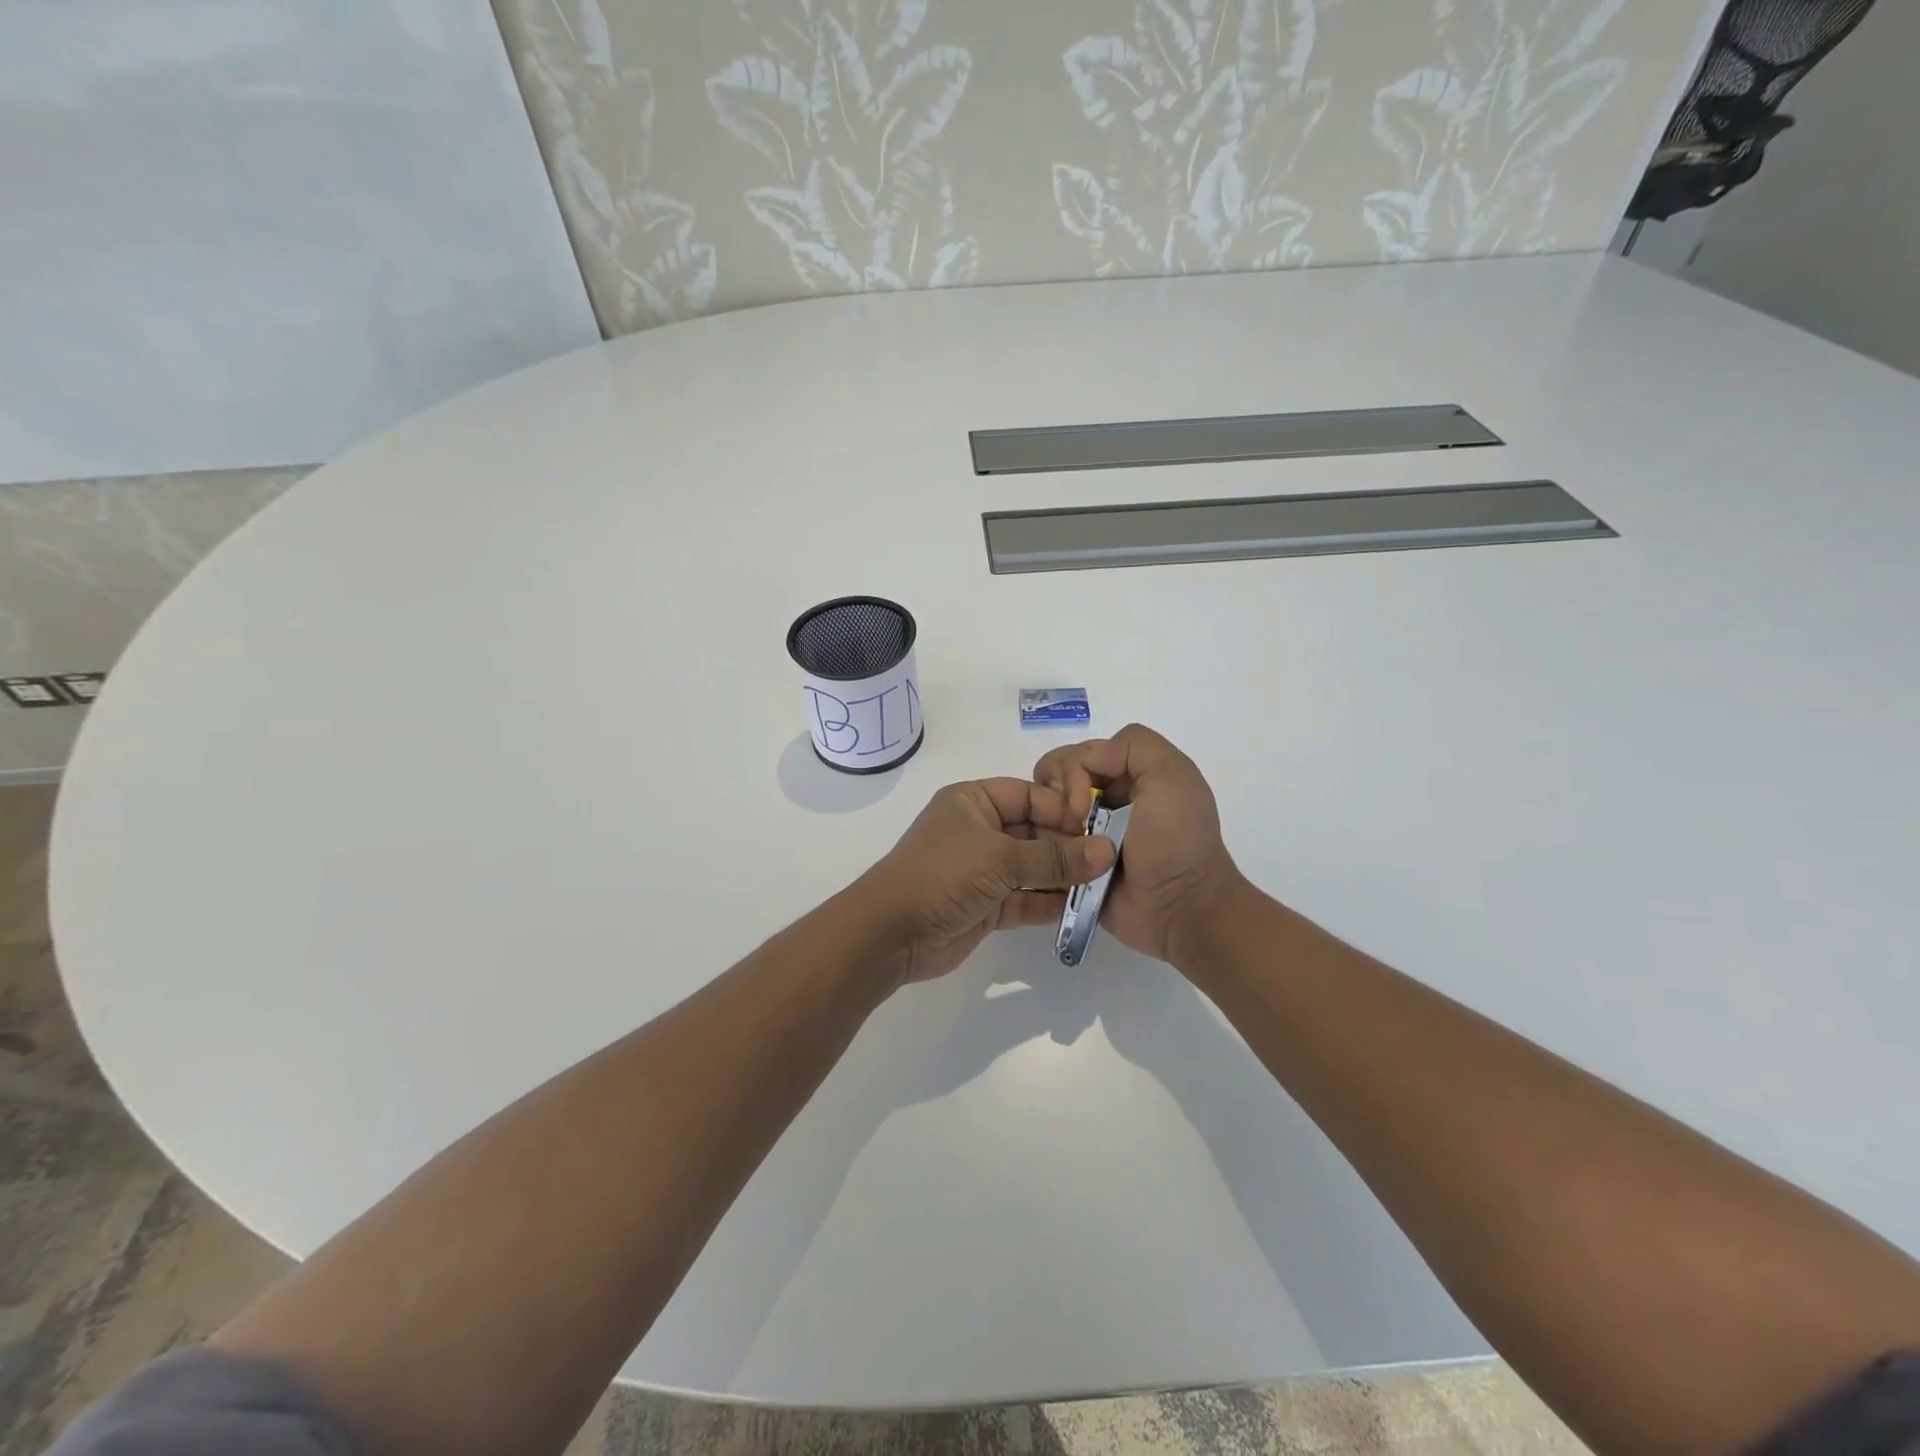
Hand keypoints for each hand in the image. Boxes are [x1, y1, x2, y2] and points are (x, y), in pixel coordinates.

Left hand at [855, 779, 1115, 985]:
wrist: (891, 933)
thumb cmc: (943, 875)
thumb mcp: (1000, 858)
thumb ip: (1054, 857)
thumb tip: (1107, 851)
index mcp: (973, 801)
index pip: (1029, 795)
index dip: (1063, 809)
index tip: (1099, 828)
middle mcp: (979, 830)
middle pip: (1035, 832)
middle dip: (1069, 847)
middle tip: (1111, 861)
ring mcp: (982, 870)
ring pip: (1033, 868)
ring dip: (1064, 877)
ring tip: (1104, 886)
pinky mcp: (986, 906)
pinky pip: (1026, 900)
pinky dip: (1049, 904)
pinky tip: (1081, 910)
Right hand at [1033, 724, 1244, 964]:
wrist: (1180, 907)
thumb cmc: (1176, 840)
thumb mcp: (1171, 774)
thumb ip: (1132, 745)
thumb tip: (1084, 763)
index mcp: (1126, 776)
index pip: (1076, 754)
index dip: (1071, 770)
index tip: (1085, 801)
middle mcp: (1101, 801)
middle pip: (1052, 781)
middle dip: (1055, 797)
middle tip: (1074, 822)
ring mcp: (1084, 835)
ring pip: (1041, 813)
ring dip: (1050, 826)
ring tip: (1067, 847)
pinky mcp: (1071, 865)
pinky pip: (1041, 848)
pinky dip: (1043, 850)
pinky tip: (1057, 861)